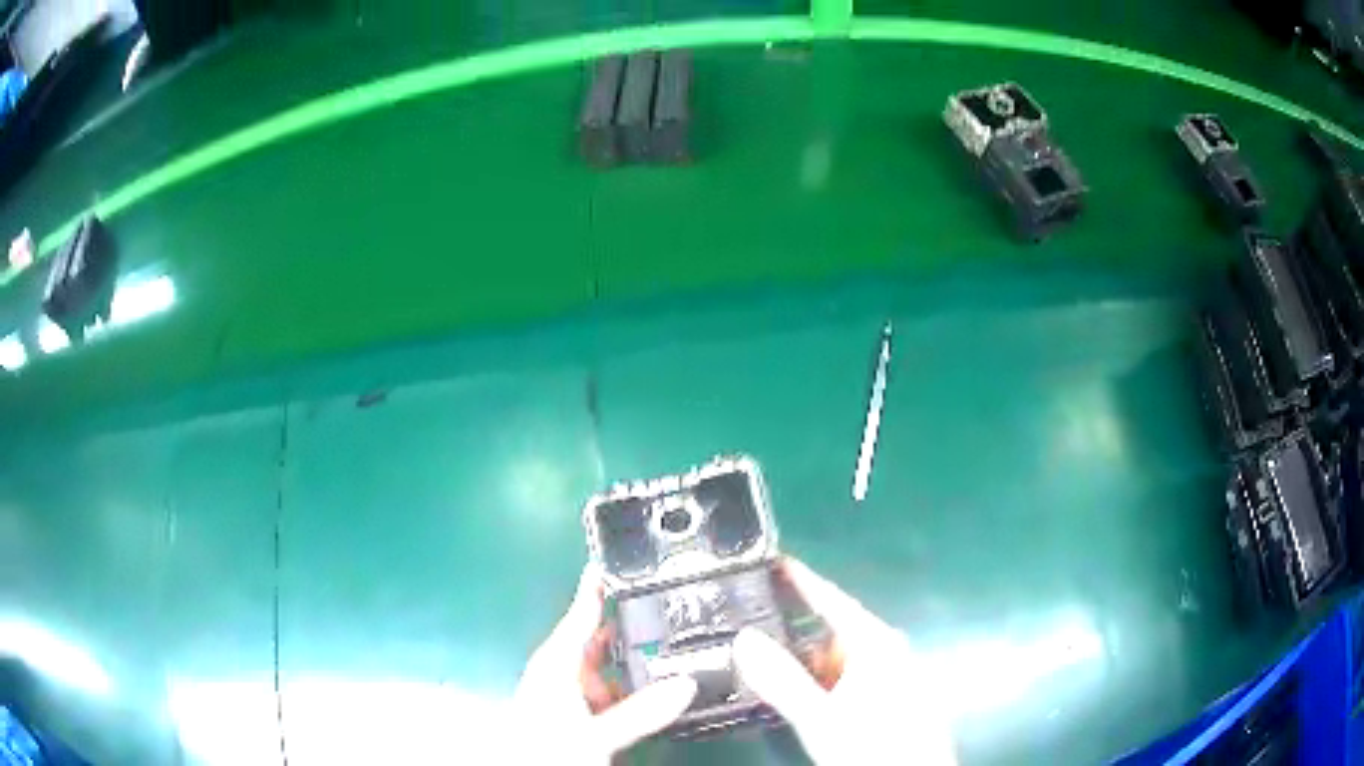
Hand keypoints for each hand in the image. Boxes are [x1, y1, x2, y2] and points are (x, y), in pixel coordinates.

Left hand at [511, 564, 697, 763]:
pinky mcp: (576, 713)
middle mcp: (561, 672)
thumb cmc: (546, 749)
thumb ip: (641, 712)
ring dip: (632, 657)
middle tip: (665, 601)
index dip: (595, 588)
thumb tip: (688, 684)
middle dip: (626, 621)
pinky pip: (608, 689)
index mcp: (556, 664)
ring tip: (672, 644)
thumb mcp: (595, 734)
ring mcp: (568, 694)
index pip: (579, 615)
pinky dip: (629, 685)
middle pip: (596, 638)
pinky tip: (653, 689)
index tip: (614, 560)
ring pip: (605, 666)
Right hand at [733, 558, 957, 765]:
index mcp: (876, 641)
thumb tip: (744, 637)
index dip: (802, 580)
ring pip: (841, 659)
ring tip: (769, 673)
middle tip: (752, 634)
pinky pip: (851, 678)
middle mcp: (888, 649)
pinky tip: (805, 700)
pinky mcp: (893, 695)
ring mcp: (893, 672)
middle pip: (833, 631)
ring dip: (808, 665)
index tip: (773, 560)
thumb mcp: (820, 716)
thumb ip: (782, 678)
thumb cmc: (873, 744)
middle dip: (795, 635)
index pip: (832, 599)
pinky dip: (825, 682)